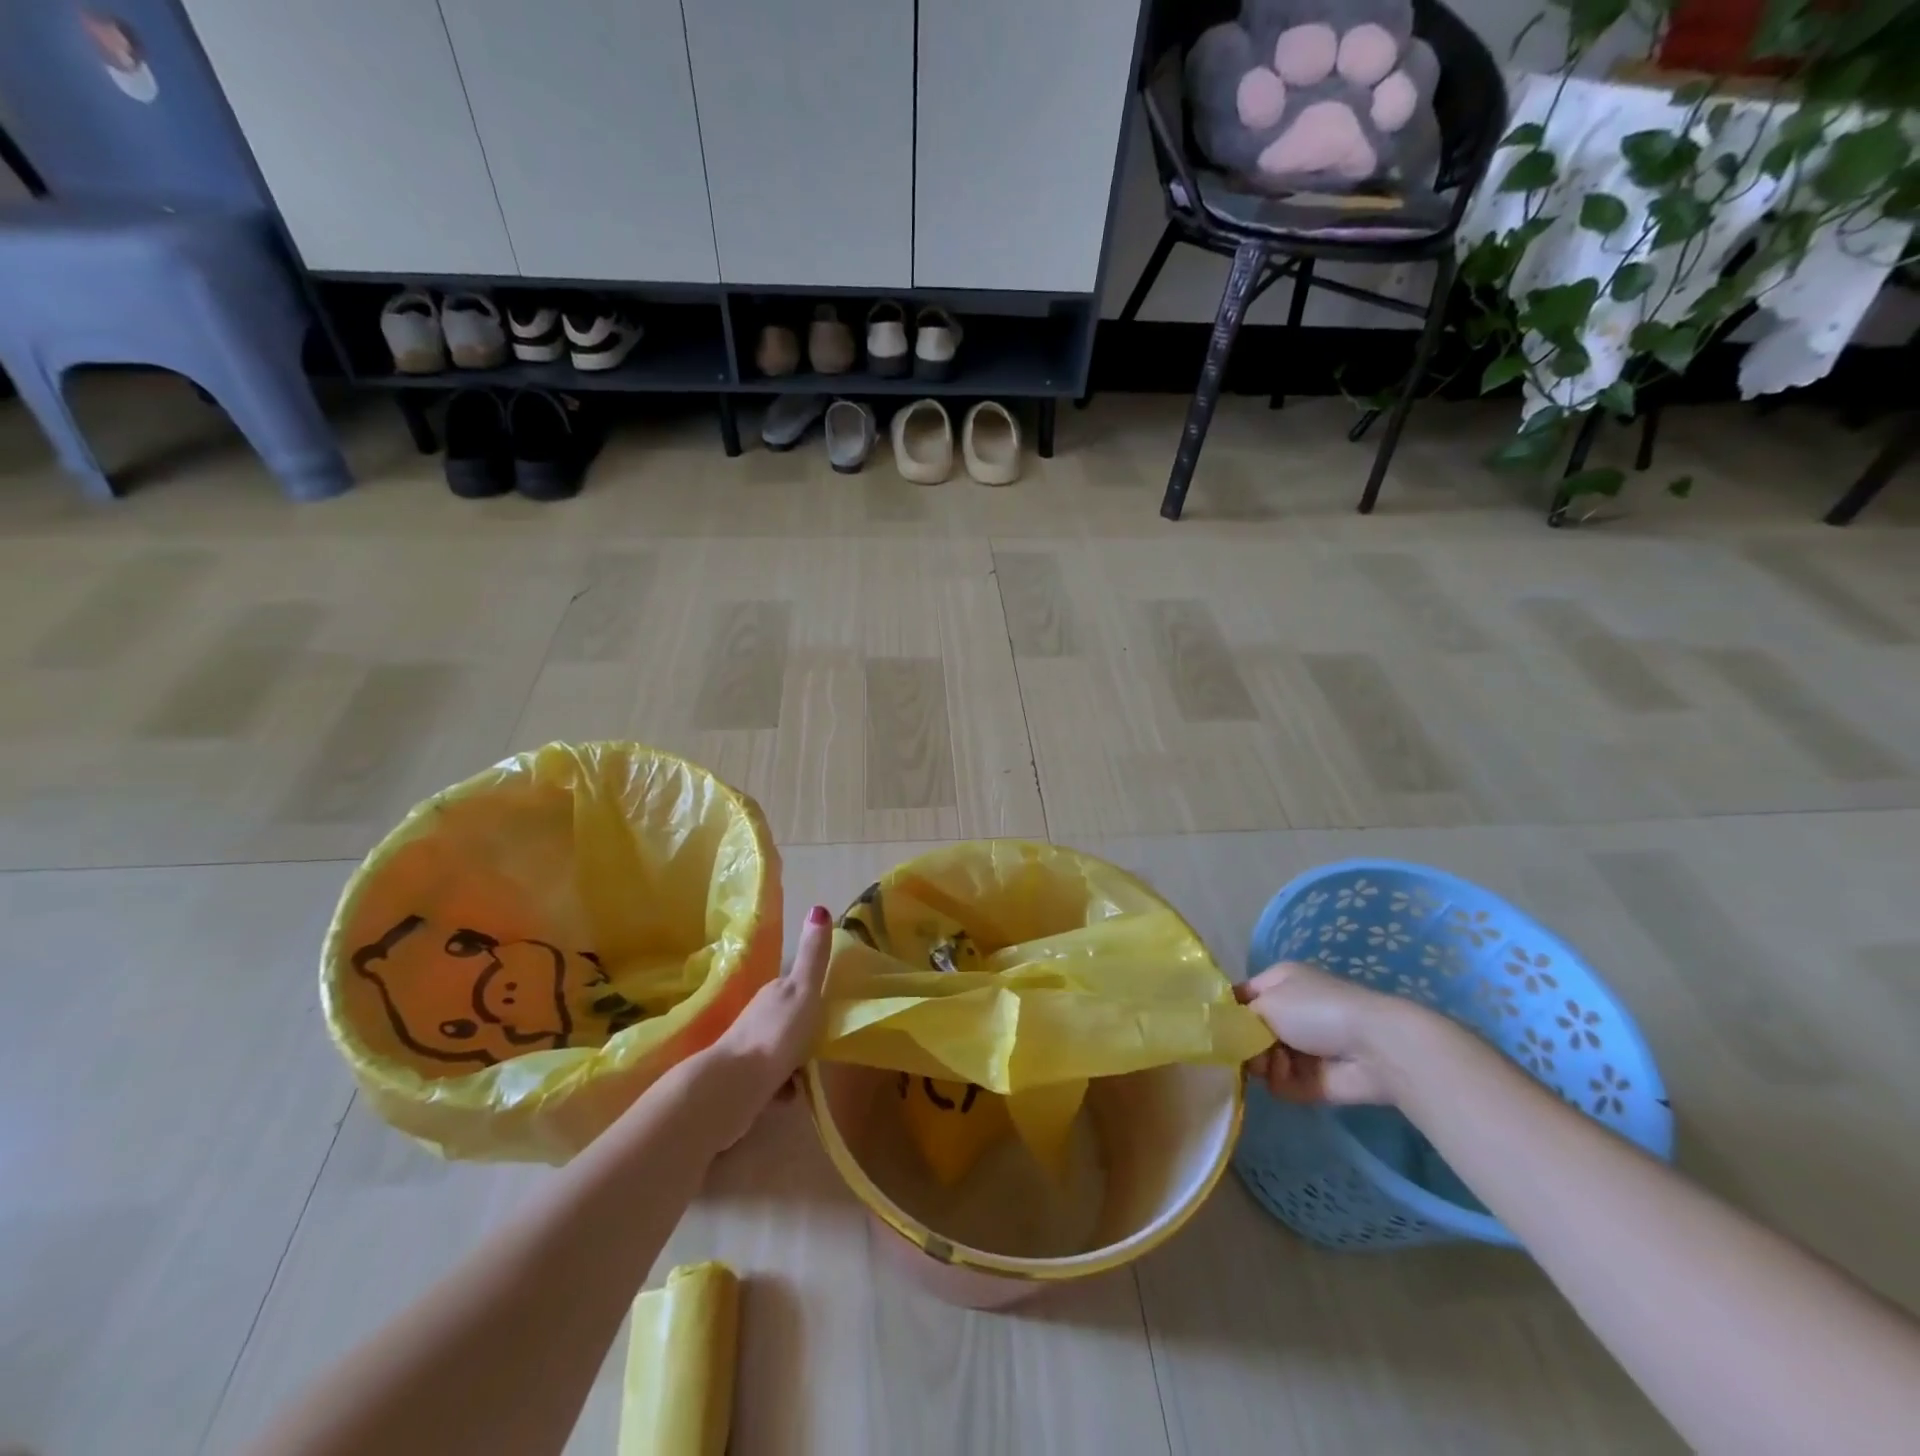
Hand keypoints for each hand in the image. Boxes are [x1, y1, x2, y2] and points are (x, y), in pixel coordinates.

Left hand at [711, 904, 832, 1106]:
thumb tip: (819, 907)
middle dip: (806, 1031)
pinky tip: (789, 1095)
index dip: (813, 995)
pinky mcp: (744, 1079)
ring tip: (810, 1073)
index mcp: (774, 991)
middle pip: (790, 1018)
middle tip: (825, 1044)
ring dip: (795, 1061)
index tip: (830, 1008)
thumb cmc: (776, 1033)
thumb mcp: (803, 989)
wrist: (734, 1085)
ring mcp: (748, 1047)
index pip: (797, 986)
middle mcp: (758, 1015)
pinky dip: (782, 1086)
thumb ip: (813, 955)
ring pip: (781, 1049)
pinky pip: (772, 1079)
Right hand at [1235, 960, 1411, 1105]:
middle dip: (1244, 1042)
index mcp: (1280, 982)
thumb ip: (1238, 1017)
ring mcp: (1302, 1048)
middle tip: (1244, 1049)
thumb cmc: (1316, 1010)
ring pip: (1262, 1059)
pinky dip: (1281, 1081)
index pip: (1241, 996)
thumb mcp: (1267, 1001)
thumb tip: (1227, 1031)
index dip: (1227, 1011)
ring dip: (1262, 1063)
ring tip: (1272, 1062)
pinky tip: (1289, 1075)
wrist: (1375, 1048)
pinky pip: (1281, 1083)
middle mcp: (1289, 1012)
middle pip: (1249, 1032)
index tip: (1213, 1027)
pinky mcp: (1312, 1080)